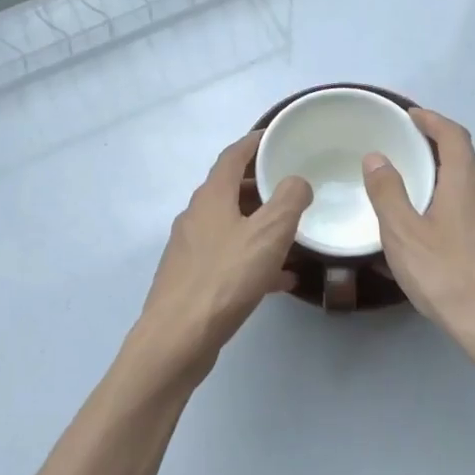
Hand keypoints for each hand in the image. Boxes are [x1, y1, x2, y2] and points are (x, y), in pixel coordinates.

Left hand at [123, 130, 311, 387]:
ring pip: (231, 225)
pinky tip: (280, 279)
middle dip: (261, 184)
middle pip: (230, 189)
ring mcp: (190, 248)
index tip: (278, 136)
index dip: (255, 142)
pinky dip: (253, 258)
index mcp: (211, 197)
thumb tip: (297, 181)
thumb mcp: (268, 234)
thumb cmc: (224, 279)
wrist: (177, 338)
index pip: (233, 156)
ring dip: (259, 223)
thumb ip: (289, 201)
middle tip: (294, 185)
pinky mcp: (192, 278)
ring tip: (293, 231)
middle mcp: (196, 216)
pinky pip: (228, 258)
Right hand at [363, 108, 474, 352]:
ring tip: (426, 211)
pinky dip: (464, 220)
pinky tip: (450, 247)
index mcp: (465, 184)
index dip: (433, 121)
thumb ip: (387, 193)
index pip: (453, 136)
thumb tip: (377, 156)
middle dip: (438, 159)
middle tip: (411, 166)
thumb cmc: (448, 277)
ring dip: (452, 192)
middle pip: (465, 166)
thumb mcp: (403, 235)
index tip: (413, 116)